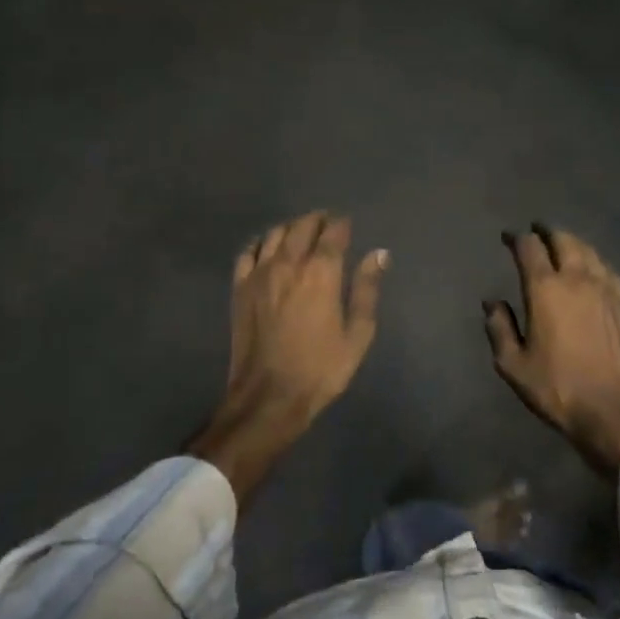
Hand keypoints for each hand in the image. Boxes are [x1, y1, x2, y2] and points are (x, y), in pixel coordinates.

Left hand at [190, 211, 387, 502]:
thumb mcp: (357, 334)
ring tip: (301, 232)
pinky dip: (260, 243)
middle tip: (327, 224)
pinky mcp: (240, 287)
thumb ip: (367, 289)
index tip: (347, 224)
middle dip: (317, 220)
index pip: (333, 233)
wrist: (268, 397)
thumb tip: (379, 254)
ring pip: (275, 234)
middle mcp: (289, 263)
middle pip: (302, 226)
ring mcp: (260, 273)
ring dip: (291, 228)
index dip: (342, 224)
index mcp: (321, 272)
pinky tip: (267, 247)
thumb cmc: (321, 369)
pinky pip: (248, 252)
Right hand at [484, 225, 619, 476]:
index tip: (509, 237)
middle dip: (547, 232)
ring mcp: (606, 288)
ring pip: (589, 251)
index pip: (529, 248)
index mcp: (545, 289)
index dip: (517, 238)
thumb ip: (500, 329)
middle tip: (538, 231)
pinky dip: (595, 262)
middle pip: (563, 240)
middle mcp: (576, 279)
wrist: (614, 409)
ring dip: (572, 243)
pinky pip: (609, 270)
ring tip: (563, 244)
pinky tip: (593, 269)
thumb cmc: (558, 388)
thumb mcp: (514, 365)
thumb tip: (492, 303)